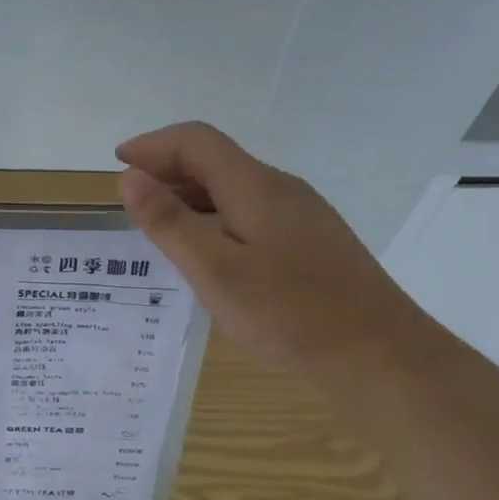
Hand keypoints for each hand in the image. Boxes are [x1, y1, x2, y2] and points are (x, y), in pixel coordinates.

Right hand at [116, 122, 428, 376]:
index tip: (117, 164)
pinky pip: (250, 211)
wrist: (380, 358)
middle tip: (131, 202)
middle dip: (166, 169)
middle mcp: (280, 188)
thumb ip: (169, 222)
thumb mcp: (215, 271)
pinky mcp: (310, 240)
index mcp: (255, 186)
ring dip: (189, 195)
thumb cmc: (290, 314)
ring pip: (233, 187)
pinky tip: (207, 253)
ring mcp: (300, 214)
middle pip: (215, 159)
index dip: (153, 145)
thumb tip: (129, 177)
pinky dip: (214, 217)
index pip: (196, 141)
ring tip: (159, 227)